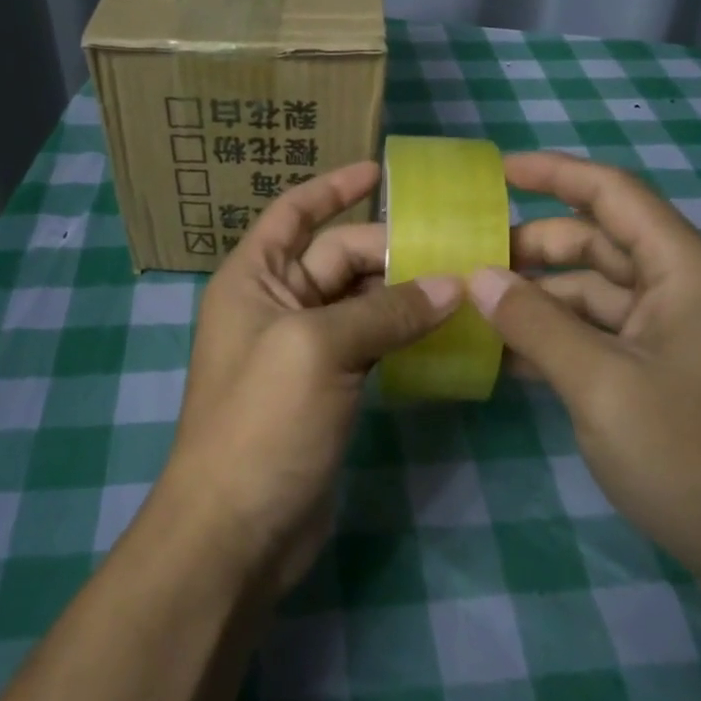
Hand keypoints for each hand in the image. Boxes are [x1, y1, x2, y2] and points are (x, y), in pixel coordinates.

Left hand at [155, 161, 459, 601]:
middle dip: (391, 249)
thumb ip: (386, 311)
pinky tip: (446, 329)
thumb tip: (453, 284)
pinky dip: (403, 333)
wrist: (236, 530)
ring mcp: (303, 349)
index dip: (333, 187)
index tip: (380, 171)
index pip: (293, 213)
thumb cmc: (262, 422)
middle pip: (338, 257)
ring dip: (404, 292)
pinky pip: (371, 343)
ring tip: (464, 282)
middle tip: (458, 246)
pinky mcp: (328, 387)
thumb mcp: (320, 350)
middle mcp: (276, 304)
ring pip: (360, 302)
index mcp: (254, 278)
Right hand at [472, 151, 700, 623]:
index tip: (496, 172)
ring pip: (596, 293)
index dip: (554, 174)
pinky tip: (510, 354)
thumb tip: (478, 277)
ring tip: (475, 310)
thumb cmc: (693, 456)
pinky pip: (604, 333)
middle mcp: (685, 286)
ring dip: (540, 299)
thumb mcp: (599, 384)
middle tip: (467, 261)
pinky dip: (560, 336)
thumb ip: (534, 323)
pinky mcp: (669, 369)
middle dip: (533, 248)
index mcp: (685, 269)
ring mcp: (678, 330)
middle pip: (599, 244)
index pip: (613, 194)